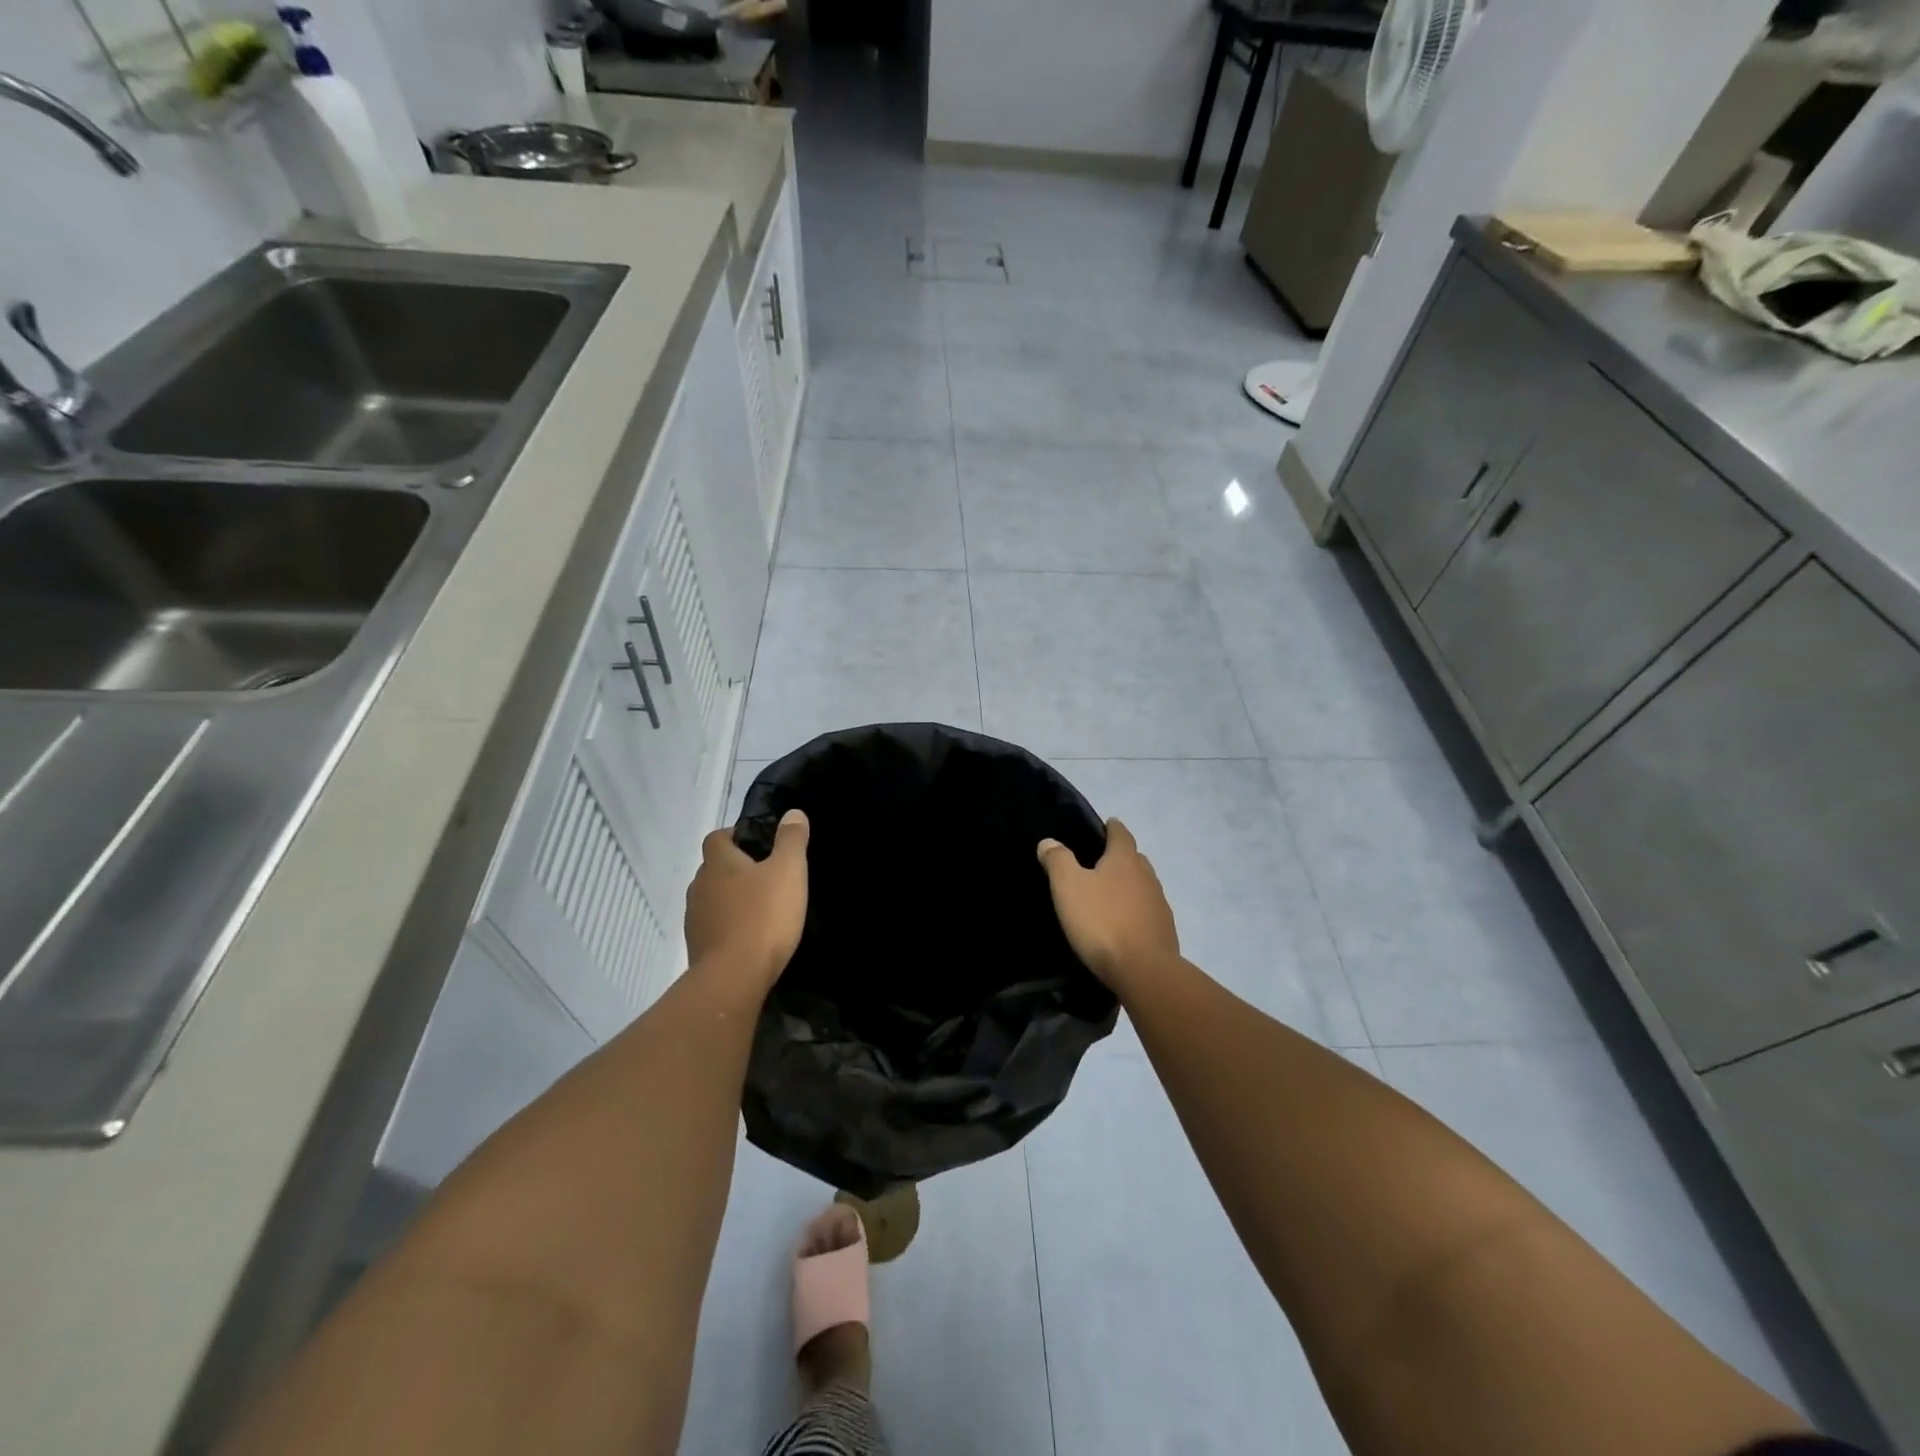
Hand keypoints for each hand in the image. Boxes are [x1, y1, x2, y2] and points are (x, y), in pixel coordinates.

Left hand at [686, 809, 809, 992]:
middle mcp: (700, 886)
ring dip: (731, 898)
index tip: (759, 843)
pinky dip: (728, 925)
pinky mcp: (698, 947)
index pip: (717, 837)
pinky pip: (714, 926)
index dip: (735, 835)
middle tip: (767, 875)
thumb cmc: (763, 917)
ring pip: (712, 898)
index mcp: (718, 863)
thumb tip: (792, 813)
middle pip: (714, 868)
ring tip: (760, 907)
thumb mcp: (789, 872)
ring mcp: (695, 919)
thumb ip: (791, 840)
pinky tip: (750, 936)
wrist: (732, 979)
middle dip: (736, 868)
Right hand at [1037, 818, 1178, 991]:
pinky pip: (1147, 911)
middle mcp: (1147, 877)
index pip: (1121, 835)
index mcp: (1125, 860)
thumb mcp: (1068, 887)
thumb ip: (1058, 860)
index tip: (1108, 824)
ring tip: (1111, 893)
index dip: (1113, 828)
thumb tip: (1049, 841)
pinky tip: (1124, 922)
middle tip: (1102, 861)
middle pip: (1135, 859)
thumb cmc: (1102, 921)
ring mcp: (1159, 905)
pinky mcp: (1164, 931)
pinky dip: (1136, 910)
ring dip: (1130, 885)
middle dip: (1121, 856)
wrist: (1144, 970)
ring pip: (1144, 885)